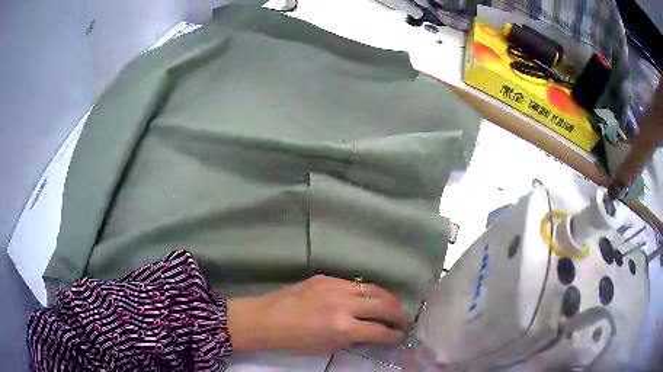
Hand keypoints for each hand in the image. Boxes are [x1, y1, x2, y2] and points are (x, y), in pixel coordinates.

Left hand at [227, 275, 408, 353]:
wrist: (268, 318)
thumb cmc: (296, 340)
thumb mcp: (327, 347)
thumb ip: (353, 339)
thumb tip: (373, 333)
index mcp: (343, 327)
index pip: (380, 330)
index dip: (394, 334)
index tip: (400, 336)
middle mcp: (344, 304)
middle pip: (384, 305)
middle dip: (399, 314)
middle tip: (404, 320)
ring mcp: (336, 287)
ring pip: (374, 288)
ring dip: (389, 298)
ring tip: (394, 306)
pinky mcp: (327, 278)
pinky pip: (356, 283)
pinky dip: (368, 291)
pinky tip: (369, 297)